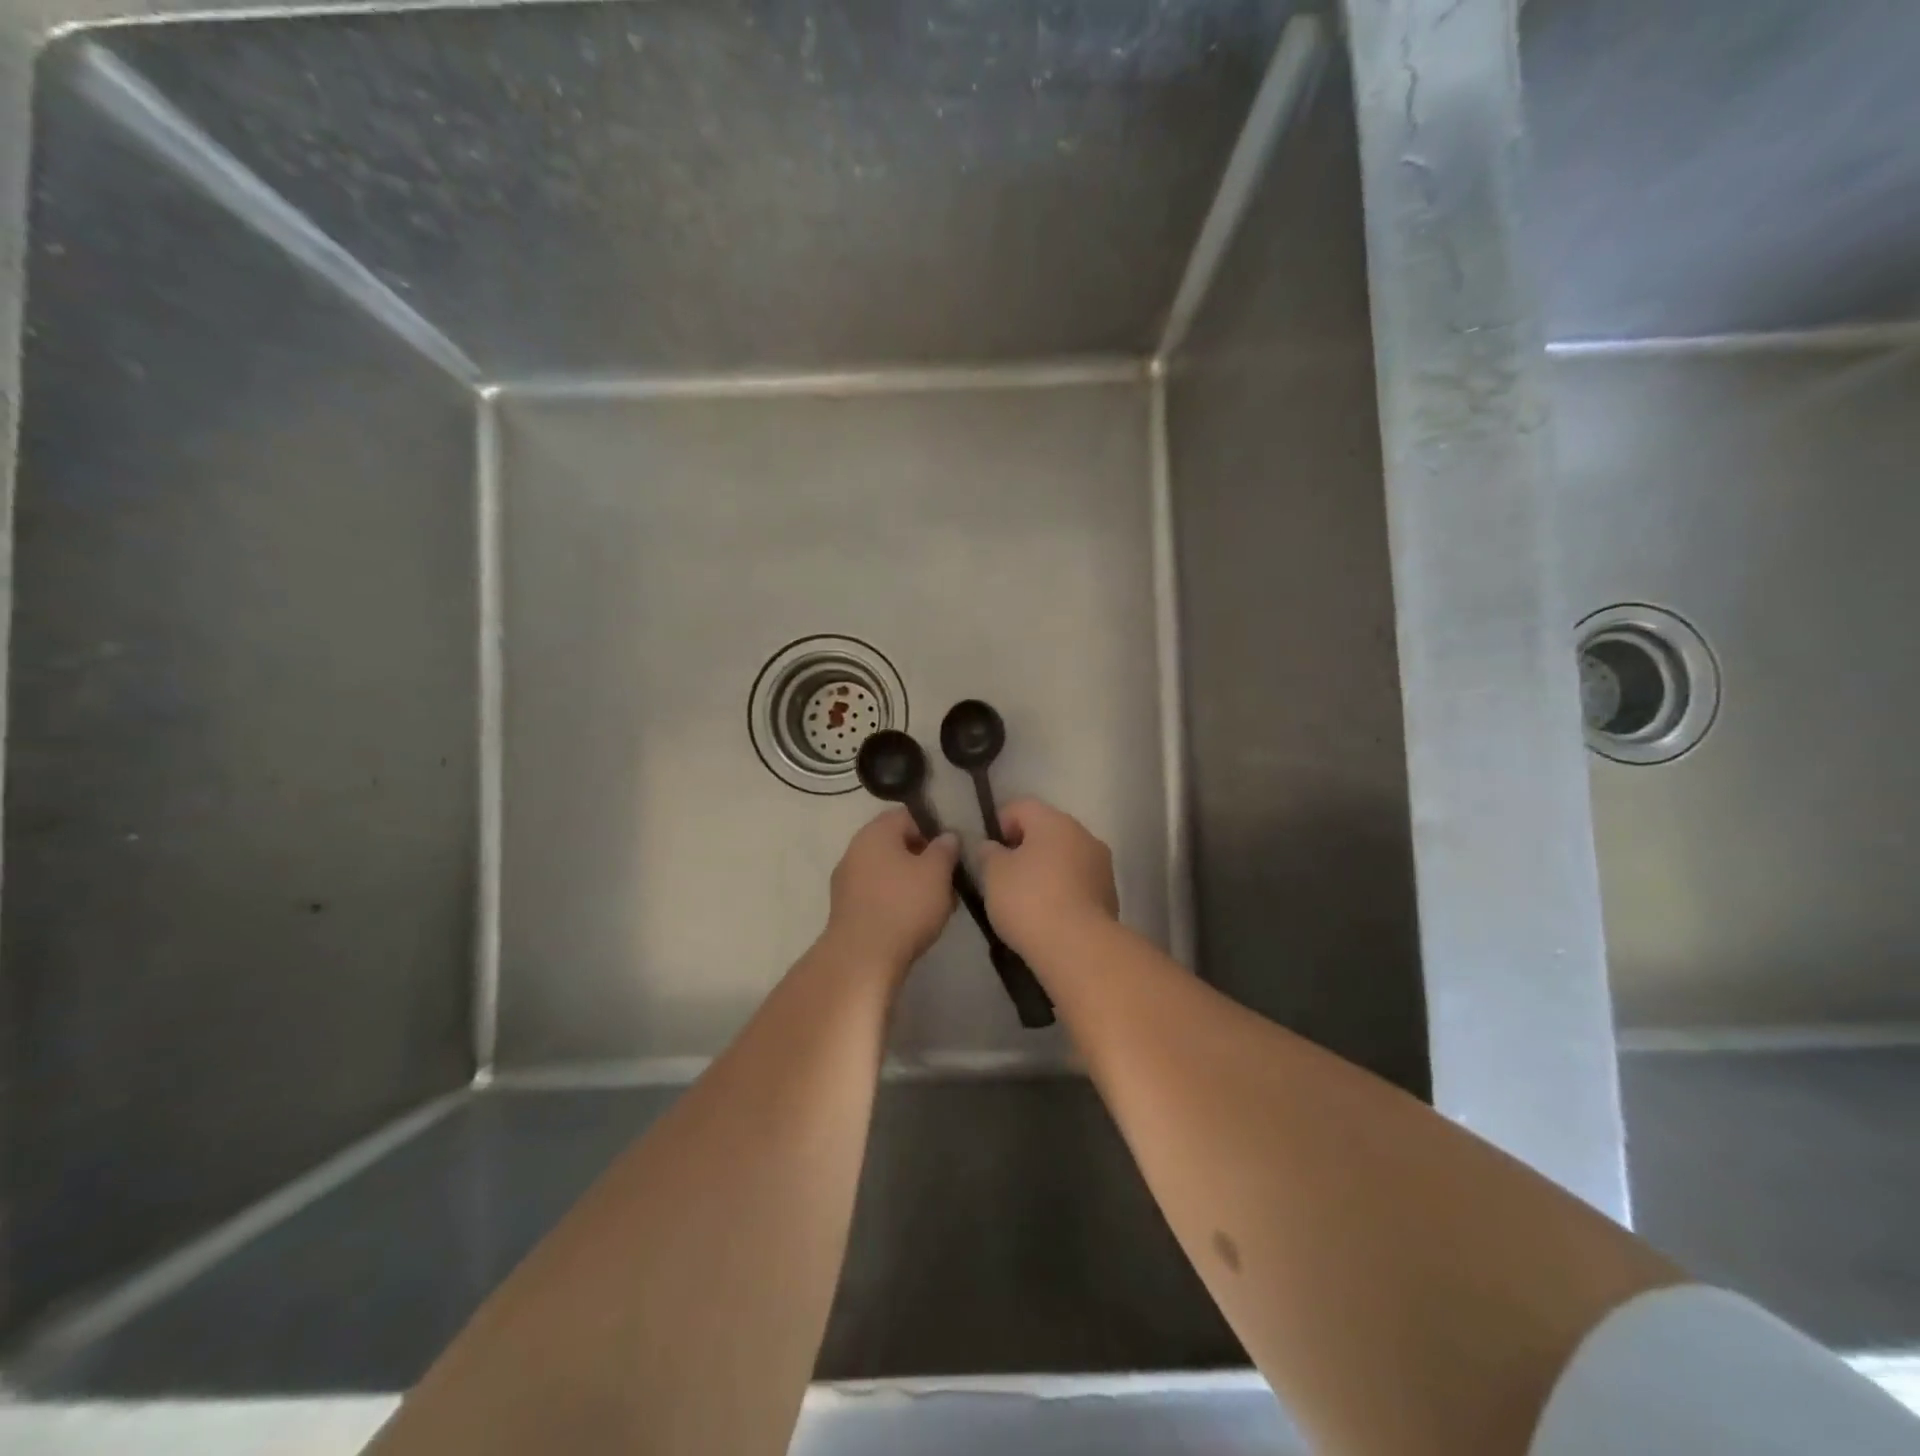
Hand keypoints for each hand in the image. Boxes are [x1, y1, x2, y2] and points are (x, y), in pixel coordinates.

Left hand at [821, 808, 959, 978]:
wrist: (863, 958)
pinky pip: (878, 894)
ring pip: (889, 871)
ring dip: (913, 881)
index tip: (953, 847)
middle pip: (897, 844)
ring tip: (939, 902)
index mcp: (875, 832)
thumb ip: (945, 849)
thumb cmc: (904, 906)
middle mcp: (855, 850)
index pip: (908, 815)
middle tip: (949, 876)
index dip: (934, 827)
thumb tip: (947, 836)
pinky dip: (897, 900)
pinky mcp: (847, 908)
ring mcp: (847, 880)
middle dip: (924, 858)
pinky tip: (916, 919)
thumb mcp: (937, 873)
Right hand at [977, 798, 1118, 956]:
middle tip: (1003, 876)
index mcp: (1054, 821)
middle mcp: (1083, 835)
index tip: (987, 851)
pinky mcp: (1109, 895)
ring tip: (1025, 900)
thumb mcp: (994, 874)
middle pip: (1046, 831)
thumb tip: (992, 847)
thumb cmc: (1030, 901)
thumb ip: (989, 853)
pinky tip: (1048, 915)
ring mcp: (1101, 865)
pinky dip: (1062, 891)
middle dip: (1023, 848)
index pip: (1021, 806)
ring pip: (1065, 857)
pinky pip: (1078, 882)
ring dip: (1045, 870)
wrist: (1079, 948)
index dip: (999, 823)